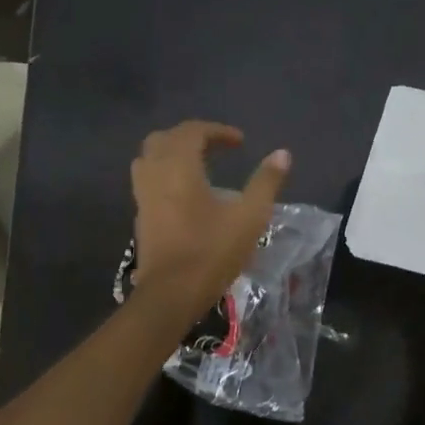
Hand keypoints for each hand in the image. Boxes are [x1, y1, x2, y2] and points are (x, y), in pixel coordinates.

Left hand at [131, 121, 289, 318]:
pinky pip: (147, 179)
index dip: (217, 131)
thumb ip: (266, 182)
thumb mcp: (249, 217)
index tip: (240, 142)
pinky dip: (165, 173)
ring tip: (199, 165)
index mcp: (179, 168)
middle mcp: (155, 174)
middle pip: (164, 139)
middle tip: (217, 148)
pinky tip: (186, 192)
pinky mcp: (141, 216)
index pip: (192, 131)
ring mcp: (143, 196)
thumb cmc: (212, 252)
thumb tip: (282, 154)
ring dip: (173, 153)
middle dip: (191, 137)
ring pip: (149, 158)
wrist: (171, 294)